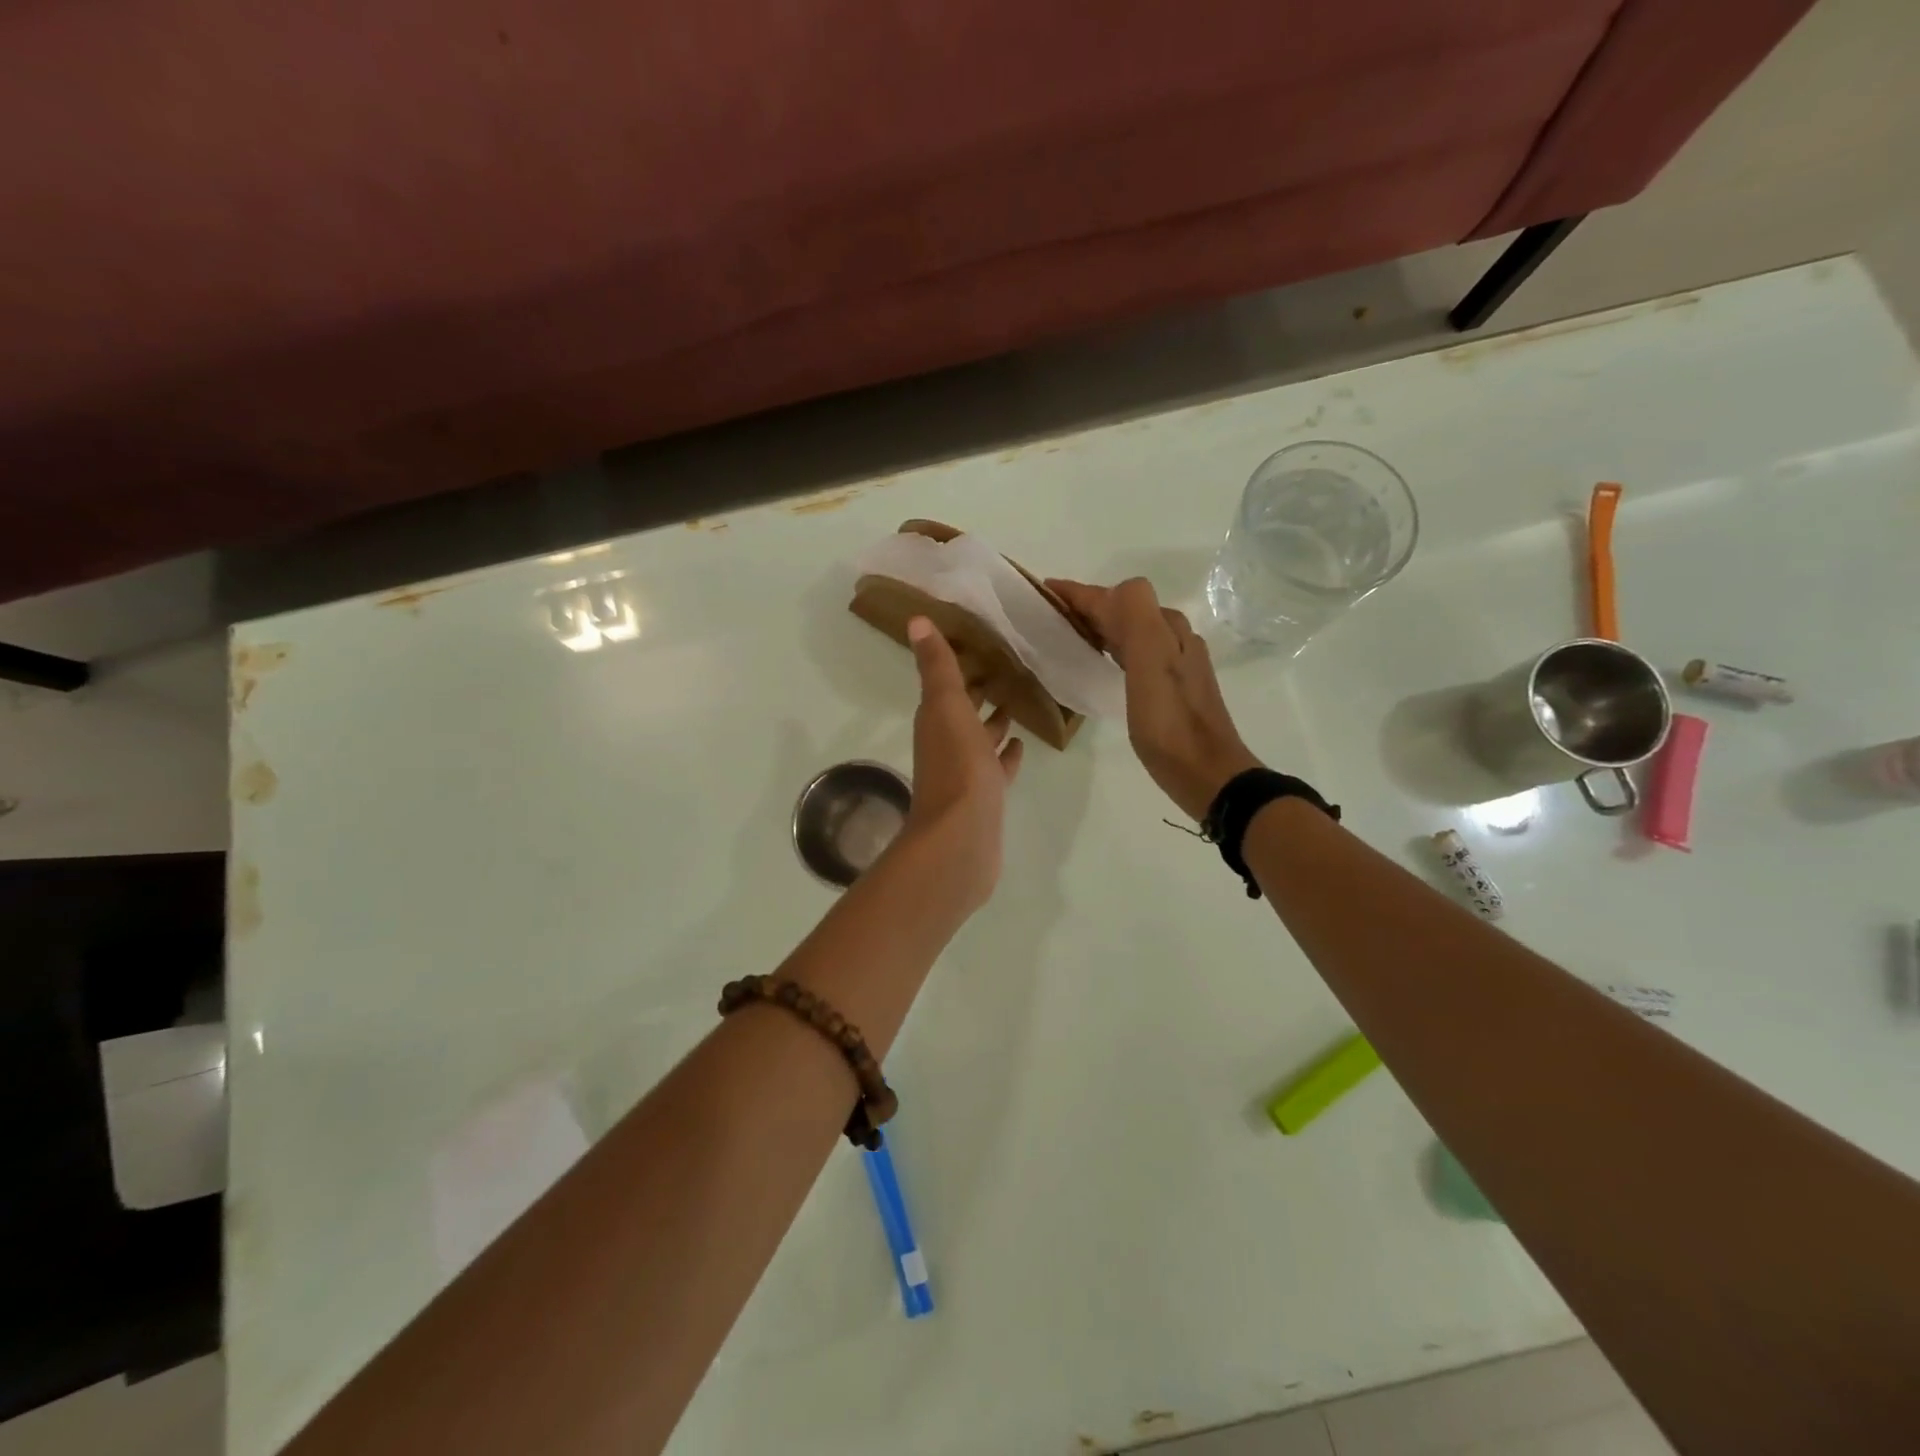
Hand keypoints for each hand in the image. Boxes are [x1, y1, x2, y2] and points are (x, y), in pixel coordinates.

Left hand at [900, 616, 1024, 909]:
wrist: (961, 838)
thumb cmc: (957, 766)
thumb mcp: (947, 707)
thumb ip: (936, 666)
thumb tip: (915, 620)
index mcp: (936, 720)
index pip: (945, 684)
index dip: (959, 664)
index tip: (982, 642)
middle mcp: (946, 743)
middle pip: (963, 710)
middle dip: (980, 691)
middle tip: (1008, 667)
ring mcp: (966, 773)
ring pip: (981, 738)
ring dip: (994, 722)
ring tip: (1019, 701)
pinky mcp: (985, 797)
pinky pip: (997, 767)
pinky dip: (1006, 754)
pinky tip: (1022, 744)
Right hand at [1047, 578, 1261, 820]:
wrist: (1208, 774)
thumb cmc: (1171, 723)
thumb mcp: (1151, 663)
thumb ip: (1134, 617)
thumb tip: (1109, 594)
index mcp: (1165, 629)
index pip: (1119, 596)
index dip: (1081, 593)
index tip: (1046, 592)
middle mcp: (1174, 639)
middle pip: (1126, 609)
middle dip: (1089, 606)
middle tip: (1052, 616)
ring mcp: (1177, 664)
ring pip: (1132, 631)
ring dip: (1101, 626)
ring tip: (1070, 636)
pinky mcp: (1174, 688)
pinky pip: (1137, 653)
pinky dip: (1114, 648)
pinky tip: (1104, 664)